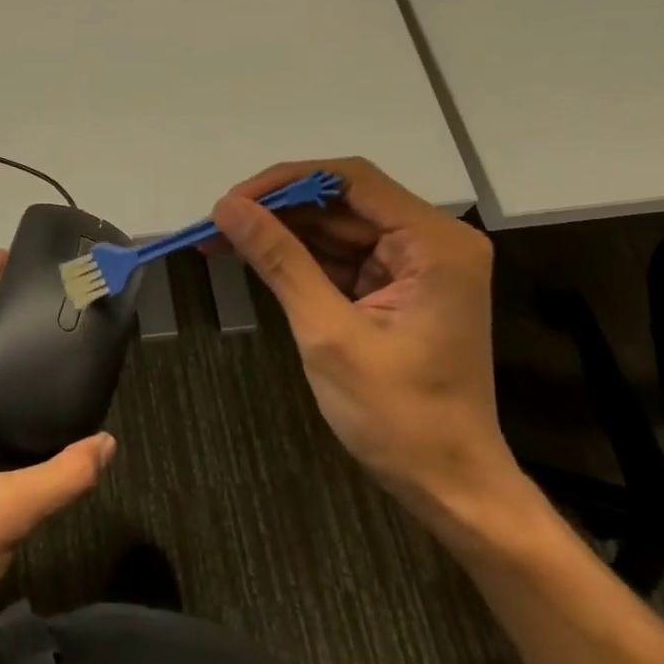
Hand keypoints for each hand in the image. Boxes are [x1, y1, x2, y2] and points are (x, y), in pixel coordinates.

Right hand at [209, 158, 520, 526]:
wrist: (448, 484)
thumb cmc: (397, 414)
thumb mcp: (328, 332)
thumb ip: (280, 261)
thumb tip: (227, 208)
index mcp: (434, 243)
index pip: (352, 180)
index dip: (285, 182)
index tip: (231, 202)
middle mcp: (431, 243)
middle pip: (342, 202)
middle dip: (277, 211)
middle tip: (215, 225)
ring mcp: (415, 267)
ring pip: (336, 230)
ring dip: (281, 235)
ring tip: (219, 241)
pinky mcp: (397, 290)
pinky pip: (341, 259)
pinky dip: (298, 261)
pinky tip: (253, 260)